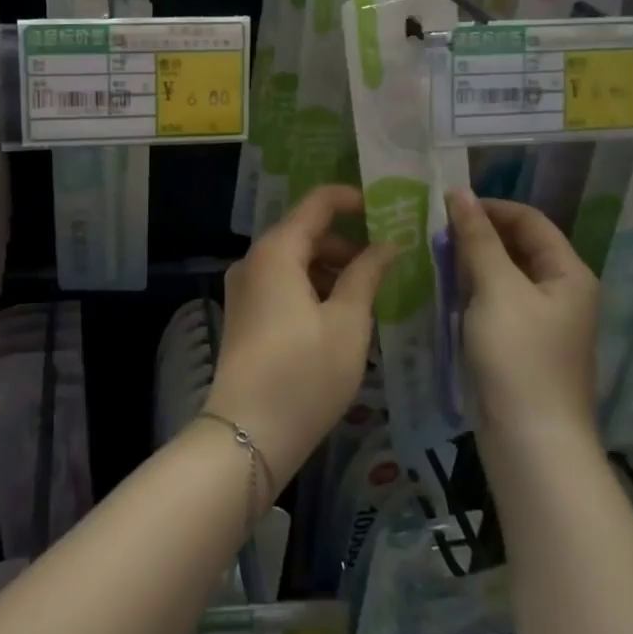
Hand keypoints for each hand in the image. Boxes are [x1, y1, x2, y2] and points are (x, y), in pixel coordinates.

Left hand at [207, 185, 396, 489]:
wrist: (247, 434)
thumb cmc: (304, 373)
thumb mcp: (348, 322)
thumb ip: (366, 275)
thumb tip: (386, 245)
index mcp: (277, 250)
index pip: (317, 203)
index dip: (352, 199)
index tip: (387, 210)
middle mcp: (254, 260)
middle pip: (305, 233)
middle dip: (347, 243)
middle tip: (388, 263)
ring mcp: (244, 288)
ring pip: (295, 261)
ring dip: (331, 269)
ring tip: (369, 294)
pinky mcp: (244, 314)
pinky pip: (282, 284)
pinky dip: (312, 288)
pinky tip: (339, 315)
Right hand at [446, 189, 599, 448]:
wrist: (531, 441)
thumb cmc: (518, 357)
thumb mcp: (496, 289)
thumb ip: (478, 239)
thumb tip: (460, 193)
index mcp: (568, 273)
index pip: (529, 220)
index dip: (490, 207)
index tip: (445, 205)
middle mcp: (560, 292)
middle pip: (518, 246)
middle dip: (477, 234)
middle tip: (432, 230)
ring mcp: (541, 321)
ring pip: (503, 275)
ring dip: (470, 262)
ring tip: (431, 255)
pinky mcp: (521, 344)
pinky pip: (496, 302)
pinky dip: (471, 291)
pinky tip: (443, 291)